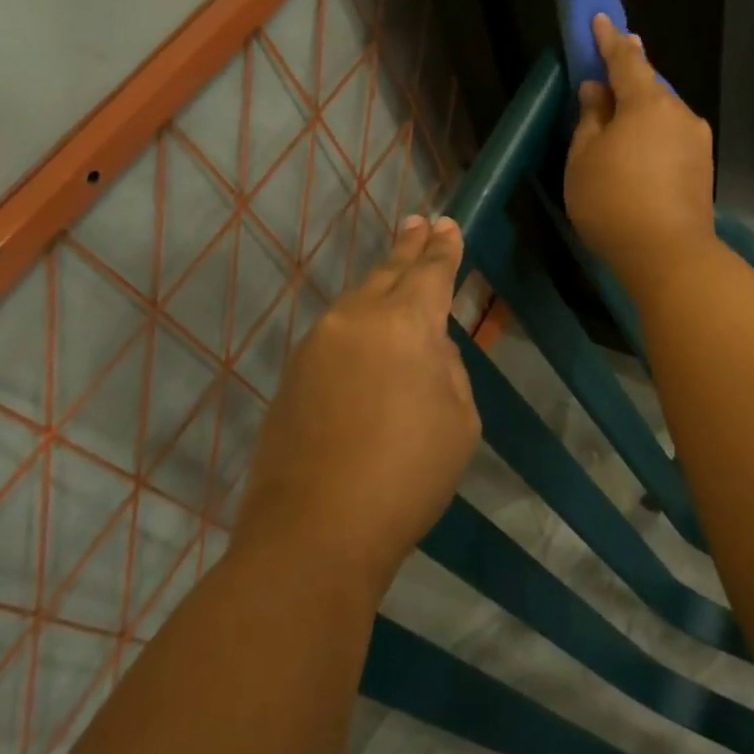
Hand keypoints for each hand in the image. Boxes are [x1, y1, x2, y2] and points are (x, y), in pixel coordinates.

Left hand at [231, 215, 480, 596]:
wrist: (314, 531)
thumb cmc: (407, 475)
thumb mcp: (459, 420)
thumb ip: (447, 369)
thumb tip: (425, 349)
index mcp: (405, 324)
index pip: (430, 272)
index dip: (443, 248)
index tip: (447, 224)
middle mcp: (356, 320)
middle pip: (388, 272)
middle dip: (409, 247)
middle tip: (421, 221)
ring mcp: (317, 345)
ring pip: (357, 301)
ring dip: (380, 283)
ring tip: (396, 270)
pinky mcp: (293, 375)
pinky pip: (336, 334)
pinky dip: (358, 323)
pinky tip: (366, 334)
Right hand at [564, 14, 717, 296]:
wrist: (669, 255)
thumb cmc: (613, 202)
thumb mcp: (584, 158)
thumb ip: (590, 118)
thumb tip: (597, 90)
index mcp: (648, 103)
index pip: (626, 59)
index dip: (609, 39)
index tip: (600, 19)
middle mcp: (679, 113)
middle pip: (649, 86)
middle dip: (627, 78)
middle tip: (607, 73)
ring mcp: (697, 140)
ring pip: (663, 113)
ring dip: (641, 111)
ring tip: (618, 124)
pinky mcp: (704, 166)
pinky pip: (672, 136)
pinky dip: (653, 134)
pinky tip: (639, 153)